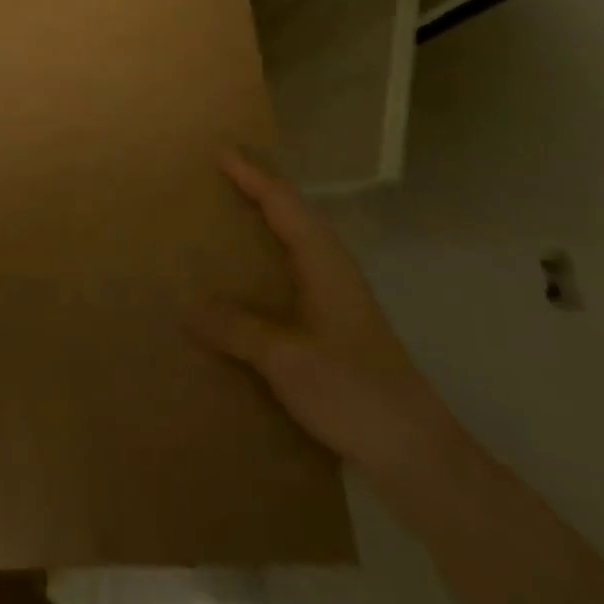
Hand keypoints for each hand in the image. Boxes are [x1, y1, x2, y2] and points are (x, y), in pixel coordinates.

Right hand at [192, 151, 449, 478]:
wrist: (416, 453)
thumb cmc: (352, 390)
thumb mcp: (285, 358)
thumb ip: (235, 328)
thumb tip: (186, 309)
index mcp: (323, 260)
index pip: (281, 202)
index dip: (250, 174)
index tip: (219, 150)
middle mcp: (332, 268)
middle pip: (291, 213)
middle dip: (256, 190)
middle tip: (217, 178)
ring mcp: (337, 297)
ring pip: (294, 243)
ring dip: (263, 225)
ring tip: (224, 221)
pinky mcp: (336, 324)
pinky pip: (293, 274)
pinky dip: (268, 261)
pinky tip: (246, 285)